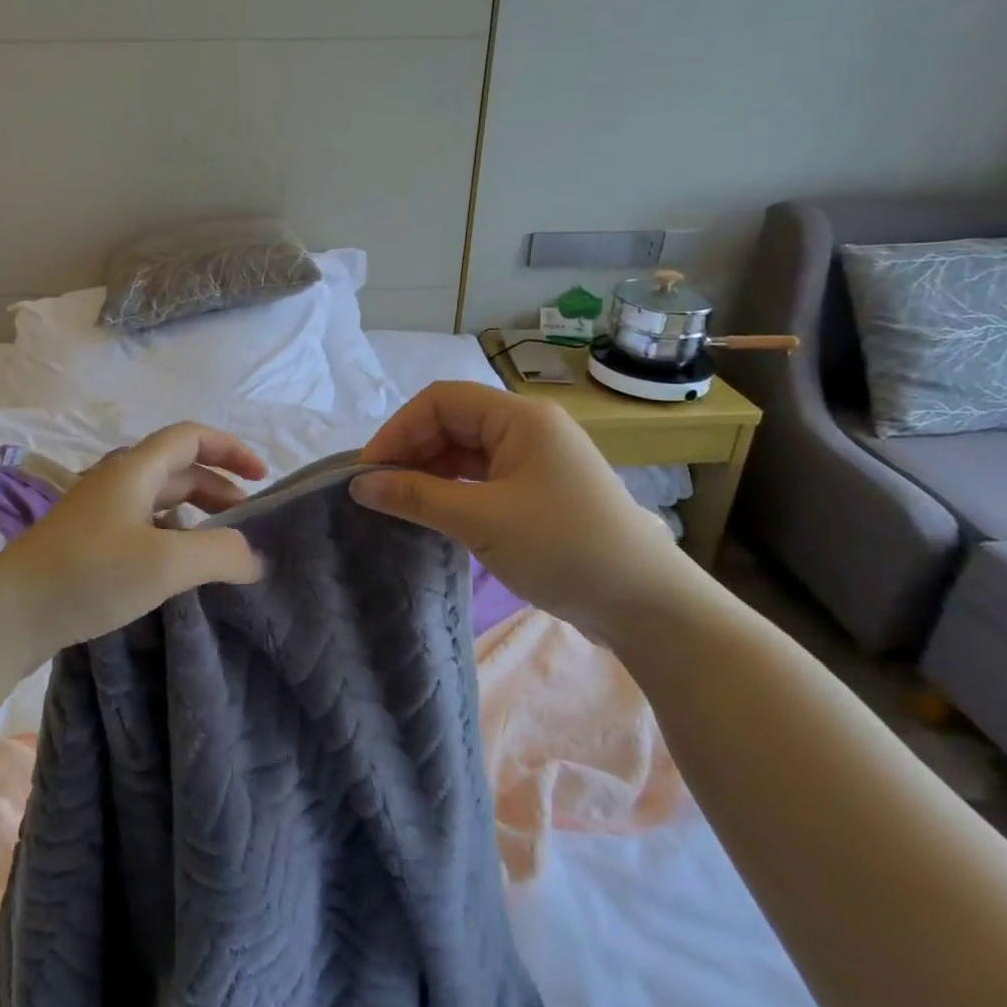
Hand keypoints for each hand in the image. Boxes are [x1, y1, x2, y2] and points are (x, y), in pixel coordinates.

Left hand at [0, 422, 267, 658]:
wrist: (8, 611)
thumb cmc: (89, 573)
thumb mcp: (166, 562)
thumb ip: (220, 554)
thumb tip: (255, 557)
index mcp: (135, 469)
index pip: (191, 437)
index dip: (231, 449)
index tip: (262, 477)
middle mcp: (117, 481)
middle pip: (179, 468)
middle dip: (219, 486)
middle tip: (247, 521)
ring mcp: (99, 511)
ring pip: (160, 498)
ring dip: (196, 513)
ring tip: (220, 545)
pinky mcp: (88, 541)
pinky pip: (144, 524)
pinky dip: (172, 535)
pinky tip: (178, 567)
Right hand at [350, 382, 710, 643]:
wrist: (646, 605)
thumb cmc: (563, 548)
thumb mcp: (481, 521)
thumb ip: (416, 497)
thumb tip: (360, 484)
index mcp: (520, 417)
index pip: (442, 401)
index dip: (399, 429)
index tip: (369, 470)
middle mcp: (528, 427)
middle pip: (453, 422)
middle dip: (411, 450)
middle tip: (378, 490)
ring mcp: (536, 458)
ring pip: (466, 450)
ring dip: (429, 471)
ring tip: (399, 503)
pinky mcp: (539, 489)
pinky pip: (482, 474)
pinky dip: (452, 487)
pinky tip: (433, 510)